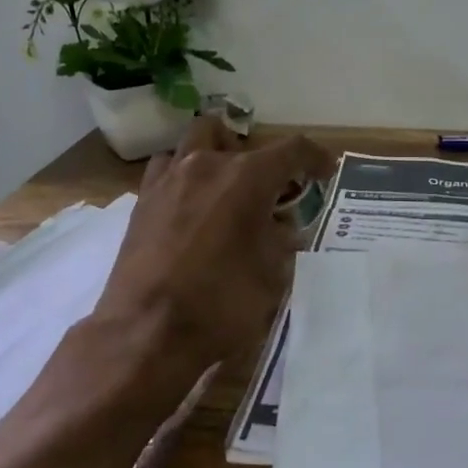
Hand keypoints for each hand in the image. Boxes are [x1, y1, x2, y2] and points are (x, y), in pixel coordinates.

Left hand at [91, 118, 335, 402]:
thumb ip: (280, 240)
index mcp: (247, 177)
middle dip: (256, 156)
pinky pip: (167, 170)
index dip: (315, 157)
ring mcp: (169, 179)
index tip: (325, 172)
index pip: (292, 149)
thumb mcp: (272, 274)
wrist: (147, 331)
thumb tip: (277, 226)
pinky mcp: (142, 201)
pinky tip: (191, 207)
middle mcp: (206, 165)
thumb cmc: (221, 302)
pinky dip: (185, 178)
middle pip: (235, 136)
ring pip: (195, 143)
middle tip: (267, 189)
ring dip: (215, 156)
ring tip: (225, 190)